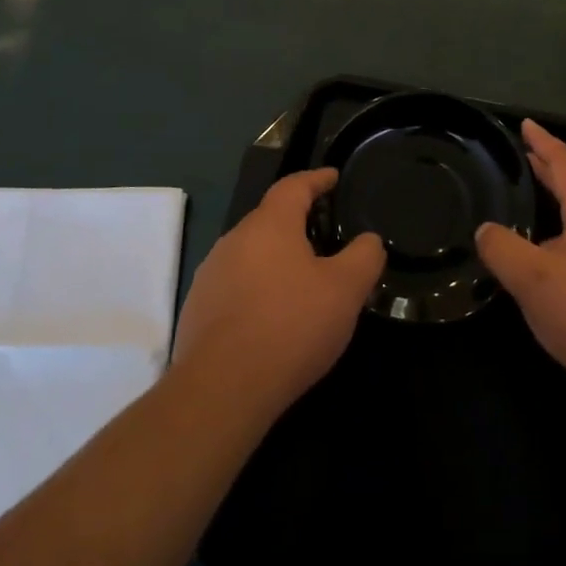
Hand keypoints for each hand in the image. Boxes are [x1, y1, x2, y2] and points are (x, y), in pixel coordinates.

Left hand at [172, 169, 384, 422]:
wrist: (222, 388)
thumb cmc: (291, 326)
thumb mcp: (346, 290)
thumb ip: (364, 256)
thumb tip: (368, 240)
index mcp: (269, 225)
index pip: (294, 186)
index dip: (316, 179)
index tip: (333, 177)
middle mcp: (234, 240)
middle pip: (269, 219)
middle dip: (296, 221)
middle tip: (324, 232)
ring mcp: (211, 275)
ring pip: (250, 253)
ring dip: (275, 257)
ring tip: (301, 277)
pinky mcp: (197, 309)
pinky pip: (235, 284)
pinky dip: (257, 287)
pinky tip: (272, 314)